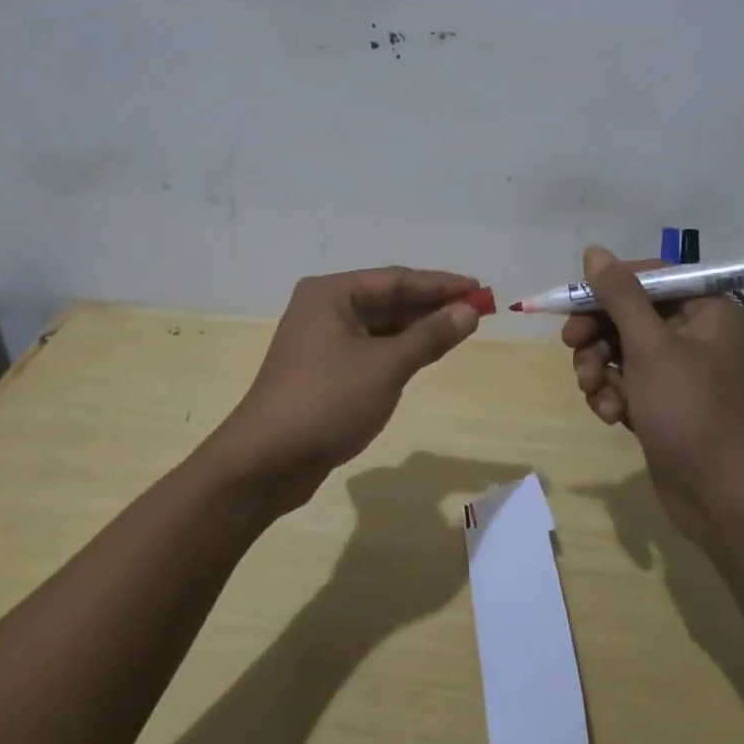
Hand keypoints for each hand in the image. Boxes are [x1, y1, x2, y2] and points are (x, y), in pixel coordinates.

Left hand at [210, 267, 482, 513]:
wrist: (264, 463)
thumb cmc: (326, 403)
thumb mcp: (385, 367)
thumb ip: (429, 336)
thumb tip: (469, 311)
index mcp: (331, 293)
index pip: (396, 280)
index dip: (441, 284)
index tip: (479, 288)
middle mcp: (324, 308)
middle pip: (388, 300)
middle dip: (432, 306)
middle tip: (477, 310)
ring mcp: (322, 340)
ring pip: (380, 326)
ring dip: (418, 329)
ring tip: (461, 329)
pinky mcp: (324, 371)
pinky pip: (371, 349)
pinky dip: (400, 350)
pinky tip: (427, 353)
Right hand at [562, 246, 743, 541]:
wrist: (721, 500)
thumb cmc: (691, 411)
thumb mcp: (650, 346)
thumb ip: (620, 295)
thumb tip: (594, 252)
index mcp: (707, 308)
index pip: (650, 275)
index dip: (610, 285)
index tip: (575, 300)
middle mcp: (695, 332)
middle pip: (629, 311)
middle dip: (597, 331)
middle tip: (572, 344)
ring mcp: (679, 369)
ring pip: (620, 347)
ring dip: (598, 365)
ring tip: (592, 389)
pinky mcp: (664, 400)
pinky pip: (626, 380)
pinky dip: (612, 392)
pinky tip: (609, 414)